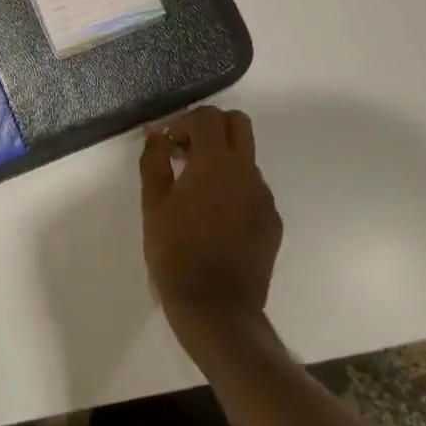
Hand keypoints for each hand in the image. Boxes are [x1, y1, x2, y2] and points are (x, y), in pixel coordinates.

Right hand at [140, 105, 281, 363]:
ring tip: (195, 190)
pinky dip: (233, 188)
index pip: (208, 116)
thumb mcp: (153, 204)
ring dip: (222, 159)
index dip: (184, 122)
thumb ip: (154, 161)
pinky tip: (214, 216)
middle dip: (211, 128)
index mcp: (215, 163)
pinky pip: (253, 189)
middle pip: (238, 124)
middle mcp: (246, 173)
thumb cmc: (175, 252)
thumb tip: (156, 135)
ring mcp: (264, 198)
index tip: (168, 145)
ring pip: (246, 158)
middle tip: (186, 152)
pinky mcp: (272, 222)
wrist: (216, 309)